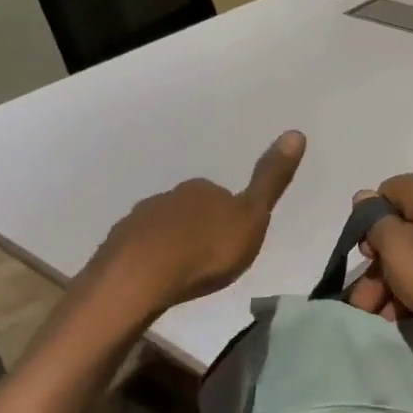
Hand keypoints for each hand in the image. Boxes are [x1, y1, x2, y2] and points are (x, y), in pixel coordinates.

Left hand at [73, 131, 306, 322]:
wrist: (141, 277)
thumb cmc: (206, 250)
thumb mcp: (252, 218)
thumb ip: (270, 180)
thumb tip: (296, 132)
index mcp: (203, 189)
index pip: (221, 195)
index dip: (229, 217)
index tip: (233, 241)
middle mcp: (170, 196)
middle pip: (190, 210)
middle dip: (199, 229)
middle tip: (210, 260)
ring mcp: (139, 220)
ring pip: (163, 228)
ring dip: (173, 245)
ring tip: (183, 273)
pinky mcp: (117, 246)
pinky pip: (140, 249)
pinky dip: (150, 260)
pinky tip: (156, 280)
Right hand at [350, 171, 412, 351]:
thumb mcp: (401, 254)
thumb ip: (376, 223)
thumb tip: (364, 198)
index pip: (384, 194)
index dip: (368, 228)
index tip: (367, 264)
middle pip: (406, 223)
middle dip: (382, 263)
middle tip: (367, 303)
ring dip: (402, 276)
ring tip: (388, 316)